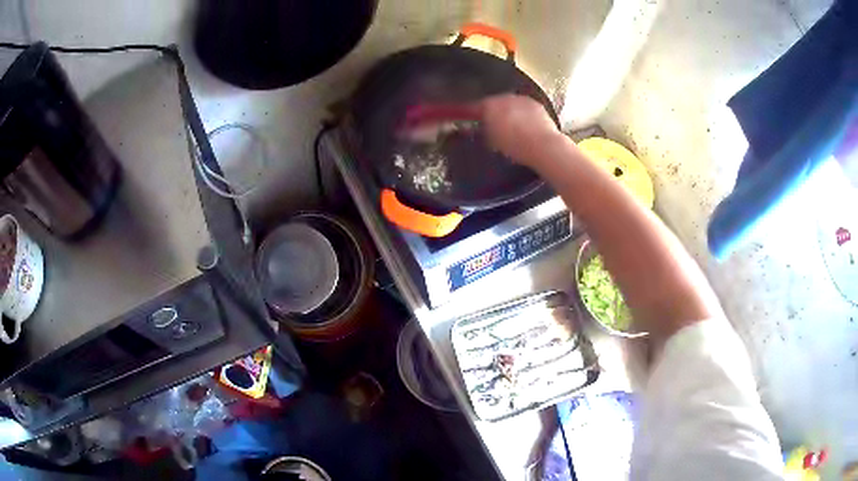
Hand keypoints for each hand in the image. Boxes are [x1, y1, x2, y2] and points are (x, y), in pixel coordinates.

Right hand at [472, 94, 562, 165]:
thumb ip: (483, 131)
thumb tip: (481, 128)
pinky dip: (522, 114)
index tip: (468, 117)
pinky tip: (525, 125)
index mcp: (489, 105)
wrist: (543, 145)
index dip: (470, 113)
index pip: (474, 106)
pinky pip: (524, 107)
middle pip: (493, 102)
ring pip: (510, 103)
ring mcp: (521, 99)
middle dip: (492, 111)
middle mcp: (504, 98)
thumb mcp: (492, 141)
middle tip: (491, 123)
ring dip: (508, 111)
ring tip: (509, 125)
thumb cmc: (515, 146)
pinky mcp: (536, 104)